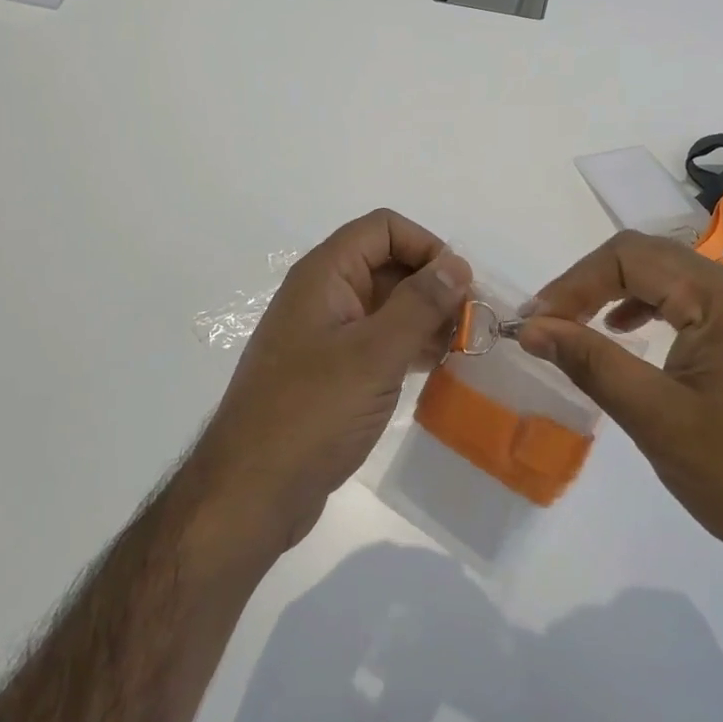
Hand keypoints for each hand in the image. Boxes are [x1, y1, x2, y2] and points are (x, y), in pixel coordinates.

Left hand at [192, 210, 471, 551]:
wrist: (252, 492)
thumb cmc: (312, 413)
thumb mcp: (374, 354)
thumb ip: (419, 304)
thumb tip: (455, 264)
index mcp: (324, 275)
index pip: (383, 229)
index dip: (425, 245)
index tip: (460, 286)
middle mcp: (323, 296)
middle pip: (386, 264)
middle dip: (431, 285)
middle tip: (470, 323)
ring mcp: (325, 335)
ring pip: (385, 305)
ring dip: (424, 318)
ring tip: (461, 348)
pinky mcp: (330, 372)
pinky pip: (377, 341)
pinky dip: (408, 346)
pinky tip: (435, 368)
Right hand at [517, 231, 722, 582]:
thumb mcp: (654, 415)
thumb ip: (590, 361)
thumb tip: (532, 328)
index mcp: (722, 297)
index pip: (629, 257)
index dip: (573, 284)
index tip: (534, 323)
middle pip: (649, 259)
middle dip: (590, 285)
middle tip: (547, 323)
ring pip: (669, 279)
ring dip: (617, 294)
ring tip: (579, 328)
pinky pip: (691, 305)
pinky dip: (649, 311)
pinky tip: (629, 337)